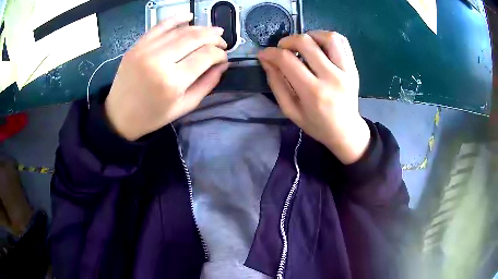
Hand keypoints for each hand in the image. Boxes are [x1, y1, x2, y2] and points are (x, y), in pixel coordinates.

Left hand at [105, 14, 228, 140]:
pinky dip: (176, 18)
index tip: (224, 57)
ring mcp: (146, 50)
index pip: (206, 55)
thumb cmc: (152, 116)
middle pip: (195, 38)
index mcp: (173, 82)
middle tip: (222, 41)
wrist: (119, 116)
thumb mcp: (184, 106)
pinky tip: (189, 16)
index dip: (220, 53)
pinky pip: (160, 25)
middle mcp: (159, 61)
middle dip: (214, 37)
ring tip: (211, 32)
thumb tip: (223, 64)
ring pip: (180, 30)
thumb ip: (207, 84)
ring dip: (200, 28)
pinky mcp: (137, 45)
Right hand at [258, 31, 369, 163]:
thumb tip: (266, 59)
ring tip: (303, 45)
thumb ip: (276, 84)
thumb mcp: (290, 110)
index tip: (264, 53)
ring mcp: (347, 71)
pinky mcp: (354, 67)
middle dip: (287, 40)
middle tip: (283, 49)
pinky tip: (319, 45)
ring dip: (310, 35)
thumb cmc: (316, 124)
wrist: (346, 131)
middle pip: (306, 42)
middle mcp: (332, 78)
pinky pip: (342, 42)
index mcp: (313, 93)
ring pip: (328, 37)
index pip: (287, 60)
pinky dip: (327, 37)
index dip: (271, 52)